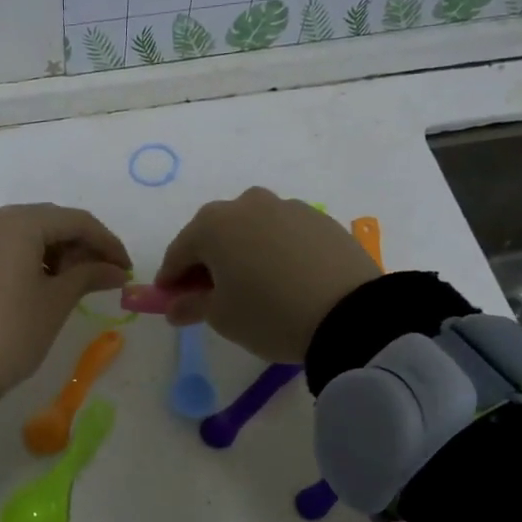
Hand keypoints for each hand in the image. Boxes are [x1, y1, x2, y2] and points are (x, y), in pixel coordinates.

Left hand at [0, 204, 130, 399]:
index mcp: (17, 224)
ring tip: (76, 282)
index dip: (106, 242)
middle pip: (48, 222)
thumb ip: (89, 275)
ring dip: (55, 251)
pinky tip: (45, 282)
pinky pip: (3, 247)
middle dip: (80, 245)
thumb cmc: (12, 333)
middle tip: (105, 275)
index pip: (75, 221)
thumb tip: (116, 270)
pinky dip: (28, 258)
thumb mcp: (56, 303)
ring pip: (24, 233)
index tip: (126, 268)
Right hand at [154, 187, 378, 362]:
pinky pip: (282, 234)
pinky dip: (273, 251)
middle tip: (208, 295)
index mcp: (213, 225)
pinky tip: (282, 279)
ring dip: (241, 253)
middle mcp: (247, 204)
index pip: (179, 252)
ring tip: (251, 286)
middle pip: (214, 234)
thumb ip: (191, 306)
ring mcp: (287, 207)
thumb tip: (174, 306)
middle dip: (205, 262)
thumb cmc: (268, 314)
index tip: (169, 302)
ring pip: (250, 230)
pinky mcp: (320, 219)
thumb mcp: (222, 317)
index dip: (170, 279)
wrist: (351, 314)